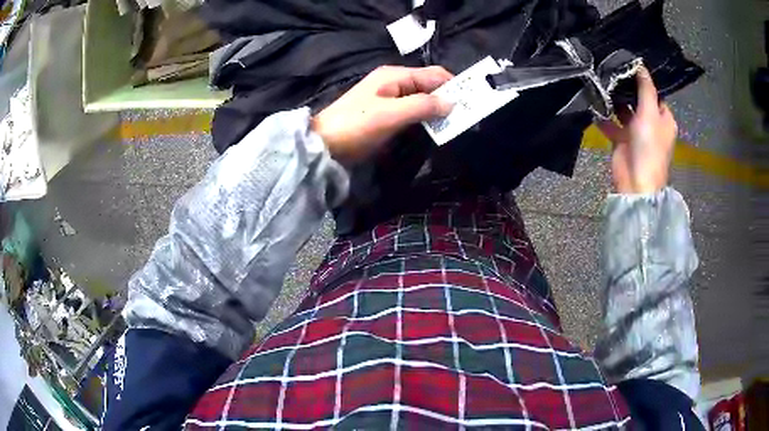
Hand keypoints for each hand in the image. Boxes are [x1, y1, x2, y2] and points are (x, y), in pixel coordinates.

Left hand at [312, 66, 453, 166]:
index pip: (433, 74)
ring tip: (453, 123)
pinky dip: (424, 116)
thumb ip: (423, 106)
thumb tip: (452, 103)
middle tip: (465, 116)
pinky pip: (412, 110)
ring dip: (437, 108)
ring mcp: (389, 98)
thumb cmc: (357, 125)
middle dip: (447, 97)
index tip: (471, 103)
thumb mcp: (391, 114)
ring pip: (421, 98)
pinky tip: (433, 127)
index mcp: (395, 75)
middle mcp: (394, 82)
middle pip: (429, 85)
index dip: (453, 85)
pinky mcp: (385, 113)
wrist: (324, 144)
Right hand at [597, 66, 677, 193]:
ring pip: (624, 110)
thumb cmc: (649, 147)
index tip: (626, 65)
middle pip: (638, 100)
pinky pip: (611, 123)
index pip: (654, 93)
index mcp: (663, 118)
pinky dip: (604, 116)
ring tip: (600, 84)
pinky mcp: (621, 140)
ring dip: (614, 101)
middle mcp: (651, 123)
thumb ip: (645, 88)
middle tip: (609, 70)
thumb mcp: (649, 112)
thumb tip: (640, 64)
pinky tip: (594, 106)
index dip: (642, 81)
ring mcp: (636, 132)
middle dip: (625, 88)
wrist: (636, 182)